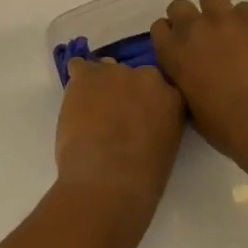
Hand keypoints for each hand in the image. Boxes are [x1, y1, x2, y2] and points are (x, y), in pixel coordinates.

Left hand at [54, 58, 185, 220]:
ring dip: (100, 85)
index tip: (137, 116)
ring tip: (91, 109)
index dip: (145, 102)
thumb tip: (140, 121)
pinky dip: (76, 80)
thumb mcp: (165, 148)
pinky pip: (78, 67)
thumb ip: (157, 124)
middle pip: (133, 75)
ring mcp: (116, 72)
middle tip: (114, 115)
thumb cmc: (142, 178)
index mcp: (173, 97)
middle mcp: (148, 76)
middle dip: (124, 91)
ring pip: (106, 69)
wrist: (108, 180)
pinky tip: (74, 98)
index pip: (160, 88)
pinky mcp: (86, 76)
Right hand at [151, 0, 247, 161]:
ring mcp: (226, 19)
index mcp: (173, 52)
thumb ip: (182, 80)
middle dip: (188, 18)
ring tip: (228, 28)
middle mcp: (194, 28)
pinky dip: (246, 20)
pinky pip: (245, 7)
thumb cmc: (226, 127)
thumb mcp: (189, 107)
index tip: (180, 48)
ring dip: (215, 8)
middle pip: (179, 6)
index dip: (170, 36)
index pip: (159, 27)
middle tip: (203, 38)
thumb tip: (189, 72)